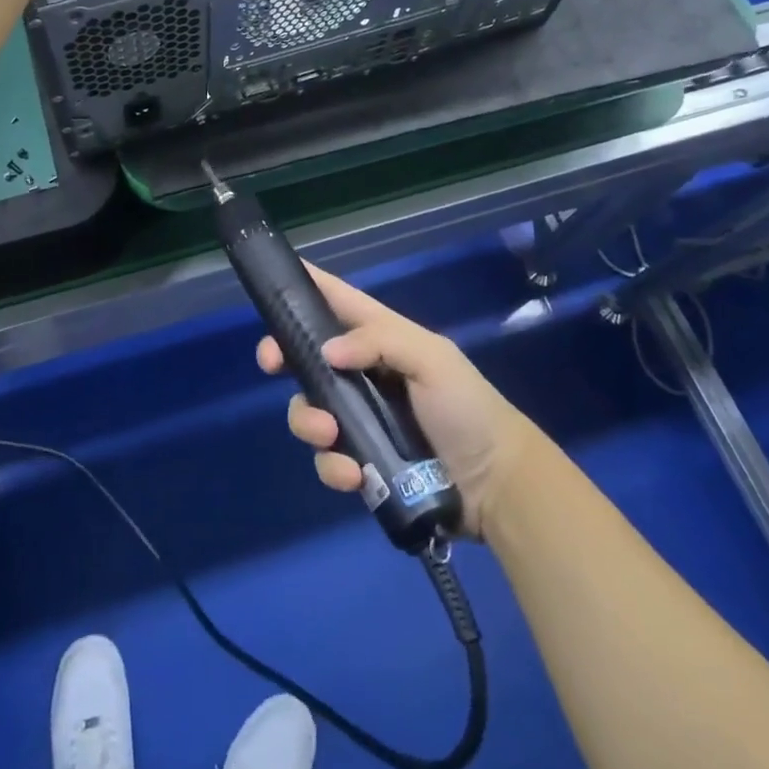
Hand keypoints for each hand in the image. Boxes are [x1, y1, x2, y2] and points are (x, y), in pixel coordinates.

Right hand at [256, 266, 542, 535]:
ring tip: (330, 435)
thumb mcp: (432, 359)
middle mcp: (361, 373)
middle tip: (271, 363)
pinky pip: (327, 458)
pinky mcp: (359, 461)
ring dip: (307, 420)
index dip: (306, 286)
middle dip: (281, 355)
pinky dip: (332, 466)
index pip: (338, 301)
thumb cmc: (467, 408)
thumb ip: (380, 342)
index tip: (272, 282)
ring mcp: (357, 419)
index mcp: (380, 338)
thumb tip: (326, 351)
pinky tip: (353, 475)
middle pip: (305, 355)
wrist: (497, 486)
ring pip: (307, 408)